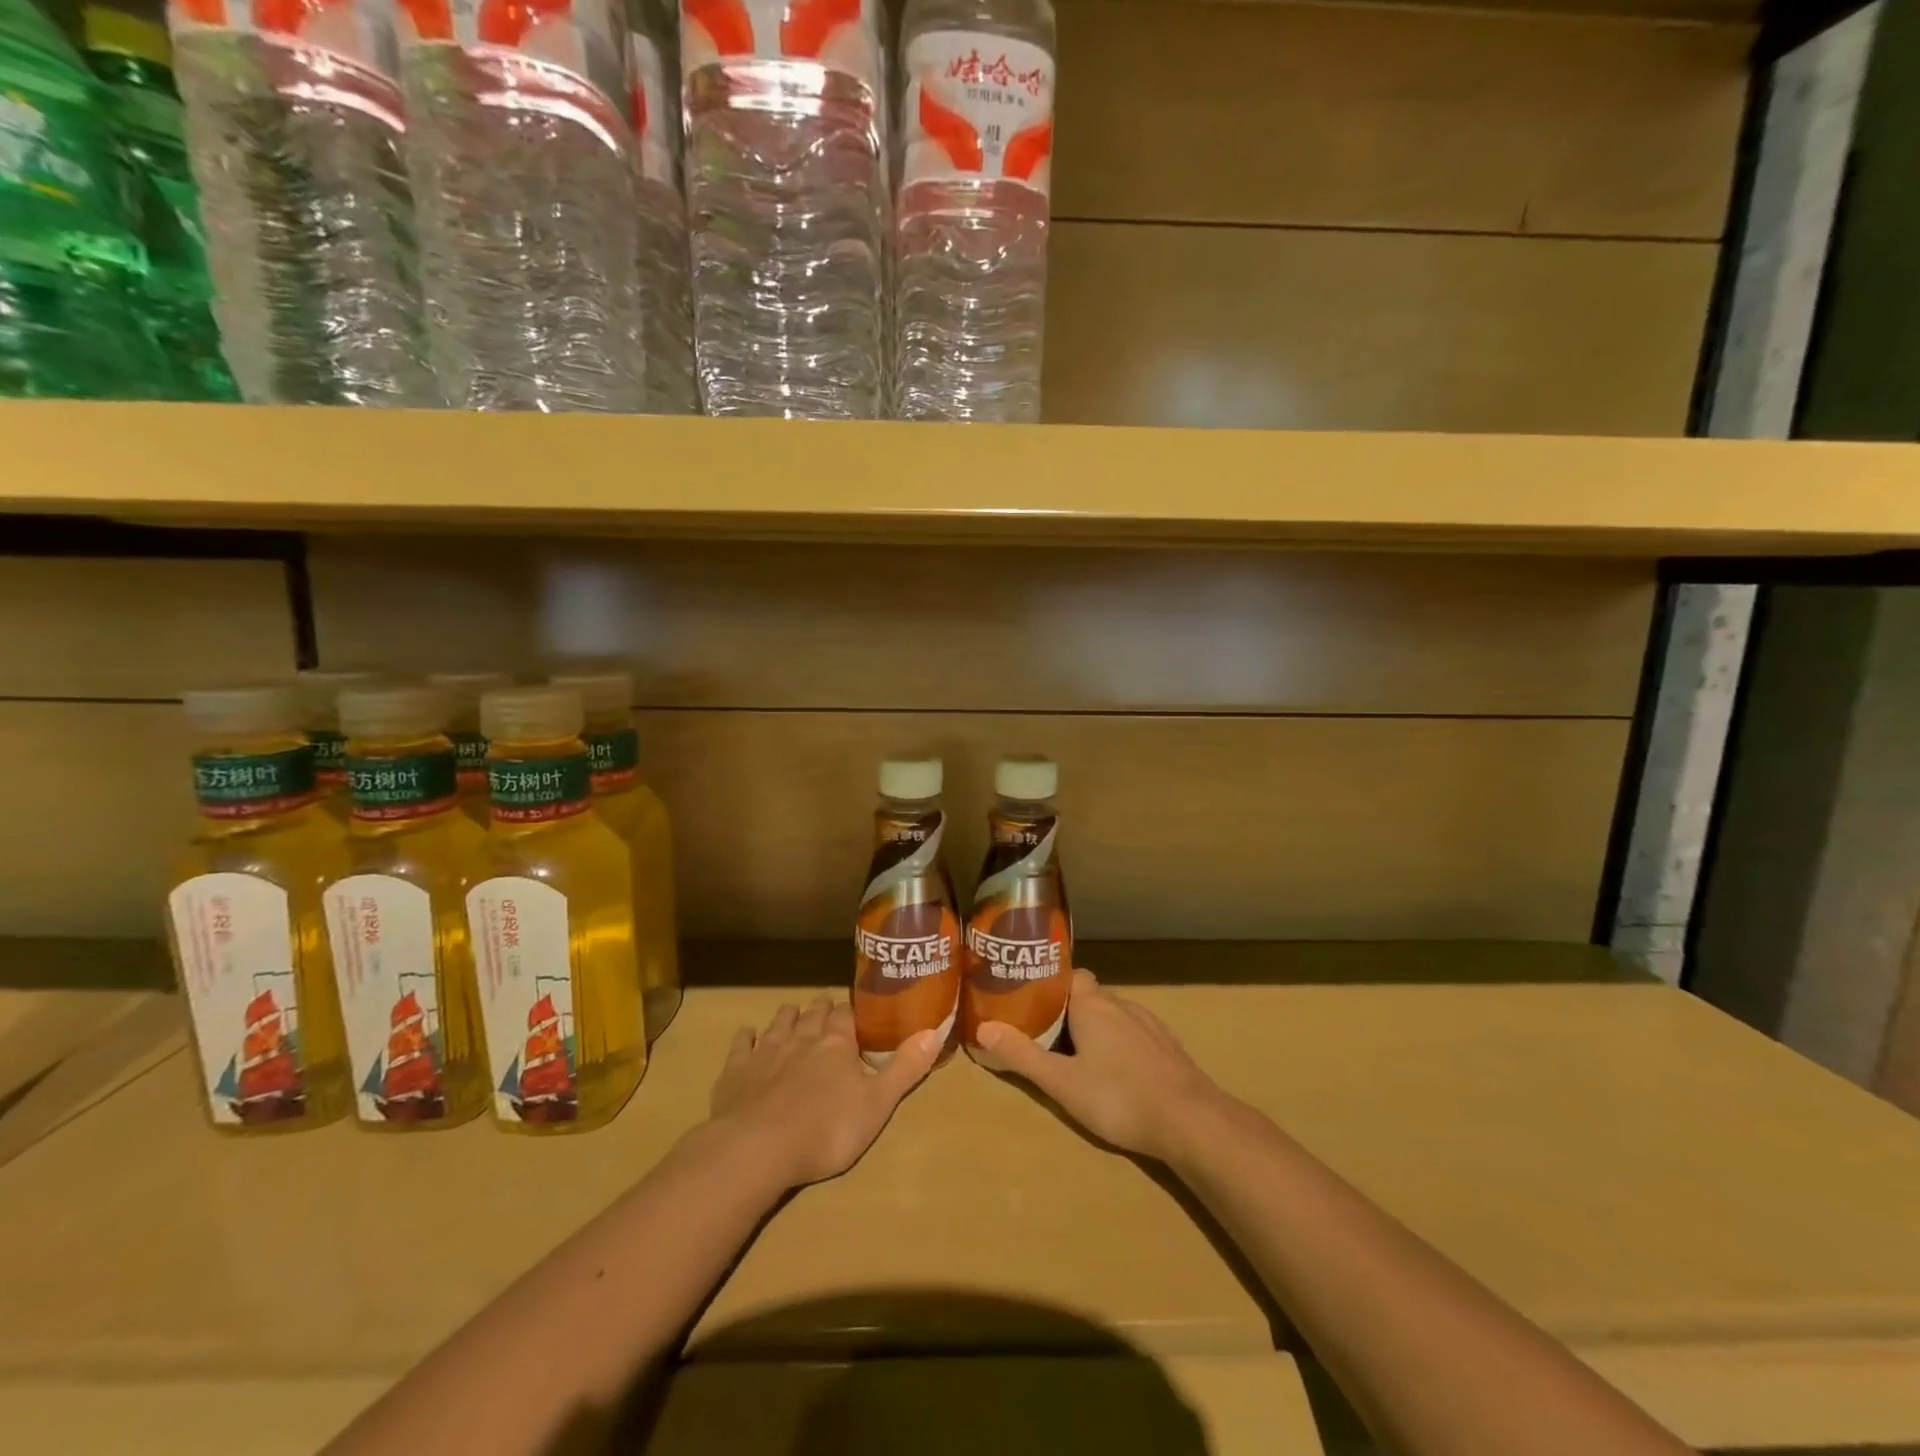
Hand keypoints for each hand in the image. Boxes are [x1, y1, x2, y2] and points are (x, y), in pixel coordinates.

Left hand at [710, 996, 941, 1189]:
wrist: (756, 1149)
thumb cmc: (825, 1130)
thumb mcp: (877, 1105)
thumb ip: (905, 1068)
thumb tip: (935, 1031)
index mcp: (837, 1043)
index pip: (848, 1013)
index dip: (853, 1011)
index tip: (859, 1011)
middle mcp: (802, 1037)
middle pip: (814, 1012)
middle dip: (822, 1009)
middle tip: (829, 1011)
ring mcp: (766, 1050)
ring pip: (780, 1021)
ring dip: (789, 1016)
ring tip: (795, 1015)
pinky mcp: (736, 1070)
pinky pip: (742, 1043)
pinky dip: (747, 1036)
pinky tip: (748, 1036)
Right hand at [975, 969, 1226, 1161]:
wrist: (1191, 1120)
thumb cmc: (1119, 1097)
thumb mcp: (1062, 1083)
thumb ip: (1023, 1055)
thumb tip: (983, 1028)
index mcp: (1092, 1004)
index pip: (1067, 975)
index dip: (1048, 985)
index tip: (1028, 1000)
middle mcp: (1120, 1004)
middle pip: (1086, 996)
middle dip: (1066, 1011)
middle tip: (1044, 1036)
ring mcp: (1148, 1023)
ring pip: (1112, 1016)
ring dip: (1093, 1029)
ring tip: (1077, 1056)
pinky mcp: (1167, 1046)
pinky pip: (1134, 1034)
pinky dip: (1119, 1044)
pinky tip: (1117, 1072)